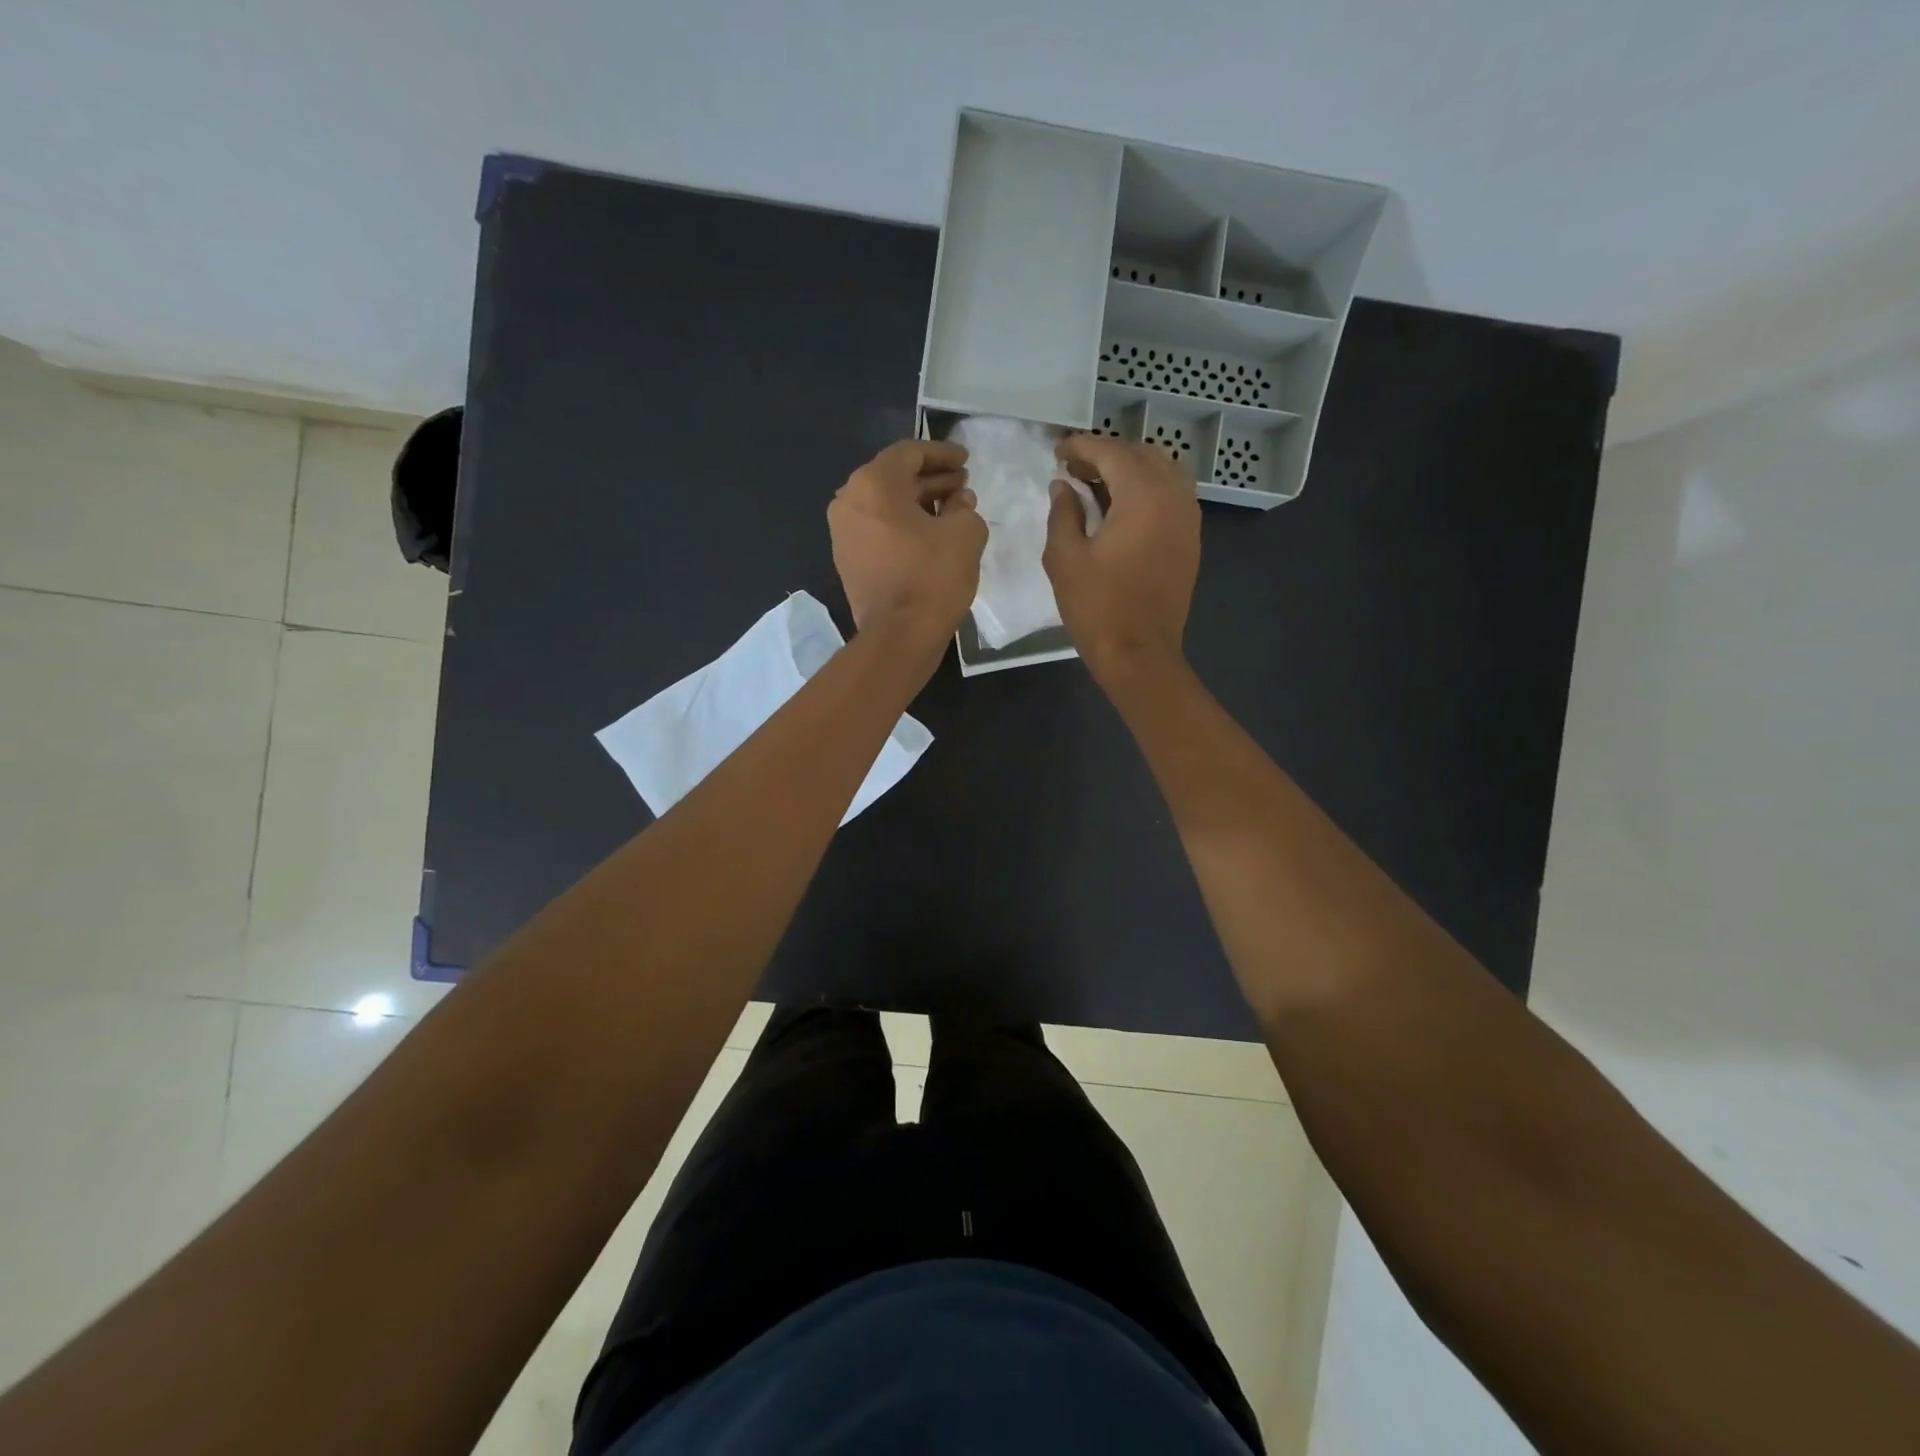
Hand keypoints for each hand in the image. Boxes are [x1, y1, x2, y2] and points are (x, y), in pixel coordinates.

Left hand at [828, 439, 985, 643]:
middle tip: (963, 484)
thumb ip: (964, 506)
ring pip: (885, 504)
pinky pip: (878, 528)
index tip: (967, 460)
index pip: (910, 452)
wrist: (899, 636)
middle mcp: (849, 500)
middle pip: (894, 477)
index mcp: (873, 484)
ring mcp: (843, 532)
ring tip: (953, 509)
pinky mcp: (848, 559)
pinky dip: (904, 524)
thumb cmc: (933, 577)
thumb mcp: (965, 533)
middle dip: (932, 478)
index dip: (942, 453)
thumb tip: (958, 502)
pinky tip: (932, 534)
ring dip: (919, 502)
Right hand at [1043, 435, 1199, 683]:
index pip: (1112, 453)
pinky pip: (1173, 496)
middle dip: (1107, 455)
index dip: (1082, 447)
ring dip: (1130, 470)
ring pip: (1163, 472)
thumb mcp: (1065, 558)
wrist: (1139, 654)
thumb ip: (1063, 513)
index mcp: (1143, 496)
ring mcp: (1188, 519)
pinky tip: (1122, 509)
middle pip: (1142, 455)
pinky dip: (1147, 489)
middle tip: (1074, 469)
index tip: (1058, 451)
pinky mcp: (1190, 540)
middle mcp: (1174, 497)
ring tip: (1098, 485)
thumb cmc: (1097, 607)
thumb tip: (1063, 487)